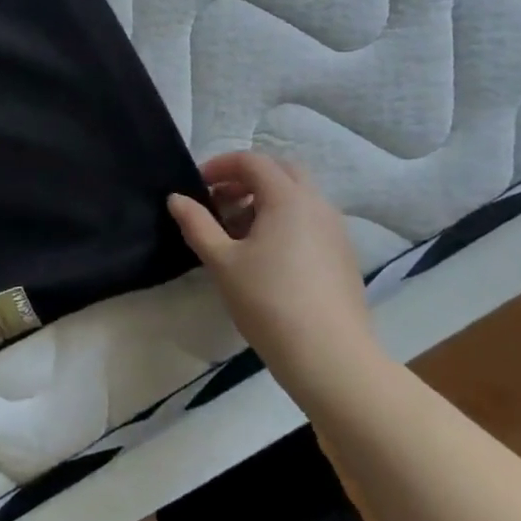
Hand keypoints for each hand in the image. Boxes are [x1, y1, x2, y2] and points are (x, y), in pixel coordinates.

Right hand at [168, 153, 381, 395]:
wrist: (332, 360)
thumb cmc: (270, 303)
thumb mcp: (222, 262)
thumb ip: (197, 224)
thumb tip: (177, 198)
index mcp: (288, 198)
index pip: (252, 161)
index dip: (221, 166)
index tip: (198, 185)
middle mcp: (317, 204)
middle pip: (281, 171)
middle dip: (247, 178)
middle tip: (220, 201)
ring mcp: (336, 231)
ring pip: (298, 197)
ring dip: (266, 200)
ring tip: (238, 233)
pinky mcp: (344, 256)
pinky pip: (311, 221)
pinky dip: (285, 221)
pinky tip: (267, 257)